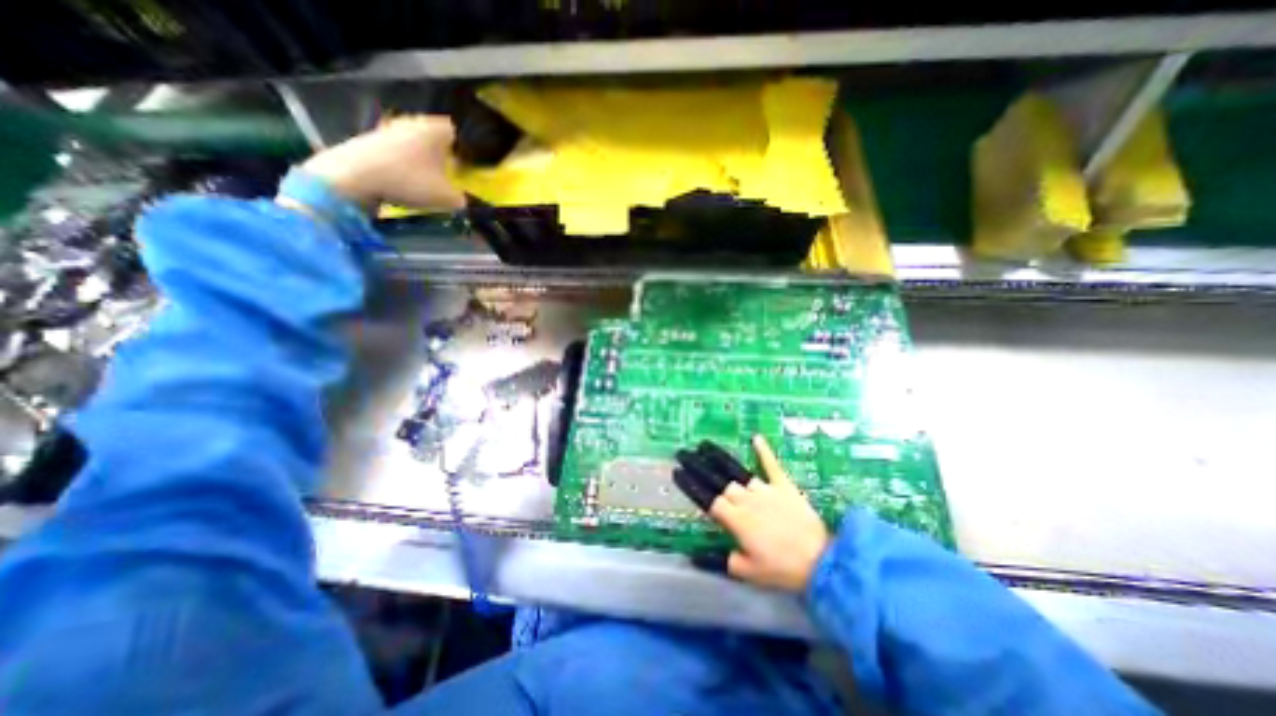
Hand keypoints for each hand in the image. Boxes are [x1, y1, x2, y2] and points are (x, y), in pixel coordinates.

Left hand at [297, 115, 466, 212]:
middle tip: (445, 176)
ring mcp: (388, 128)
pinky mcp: (369, 139)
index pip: (455, 132)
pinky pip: (395, 151)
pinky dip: (401, 164)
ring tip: (423, 181)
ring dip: (419, 160)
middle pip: (432, 137)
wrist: (355, 176)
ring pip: (413, 143)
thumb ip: (461, 198)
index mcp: (435, 129)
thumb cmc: (410, 181)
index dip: (461, 150)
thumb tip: (461, 199)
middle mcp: (412, 122)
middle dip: (439, 154)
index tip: (462, 167)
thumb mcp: (447, 198)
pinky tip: (401, 181)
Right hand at [671, 435, 832, 593]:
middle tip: (684, 454)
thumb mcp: (748, 572)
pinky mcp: (784, 486)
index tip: (677, 472)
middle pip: (720, 482)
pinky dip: (764, 451)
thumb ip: (722, 561)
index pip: (708, 499)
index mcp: (736, 520)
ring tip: (704, 445)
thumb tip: (695, 558)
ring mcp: (766, 490)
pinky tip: (756, 437)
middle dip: (699, 467)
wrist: (821, 563)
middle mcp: (747, 500)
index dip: (691, 485)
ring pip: (739, 473)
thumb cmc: (782, 569)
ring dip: (720, 459)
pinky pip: (772, 465)